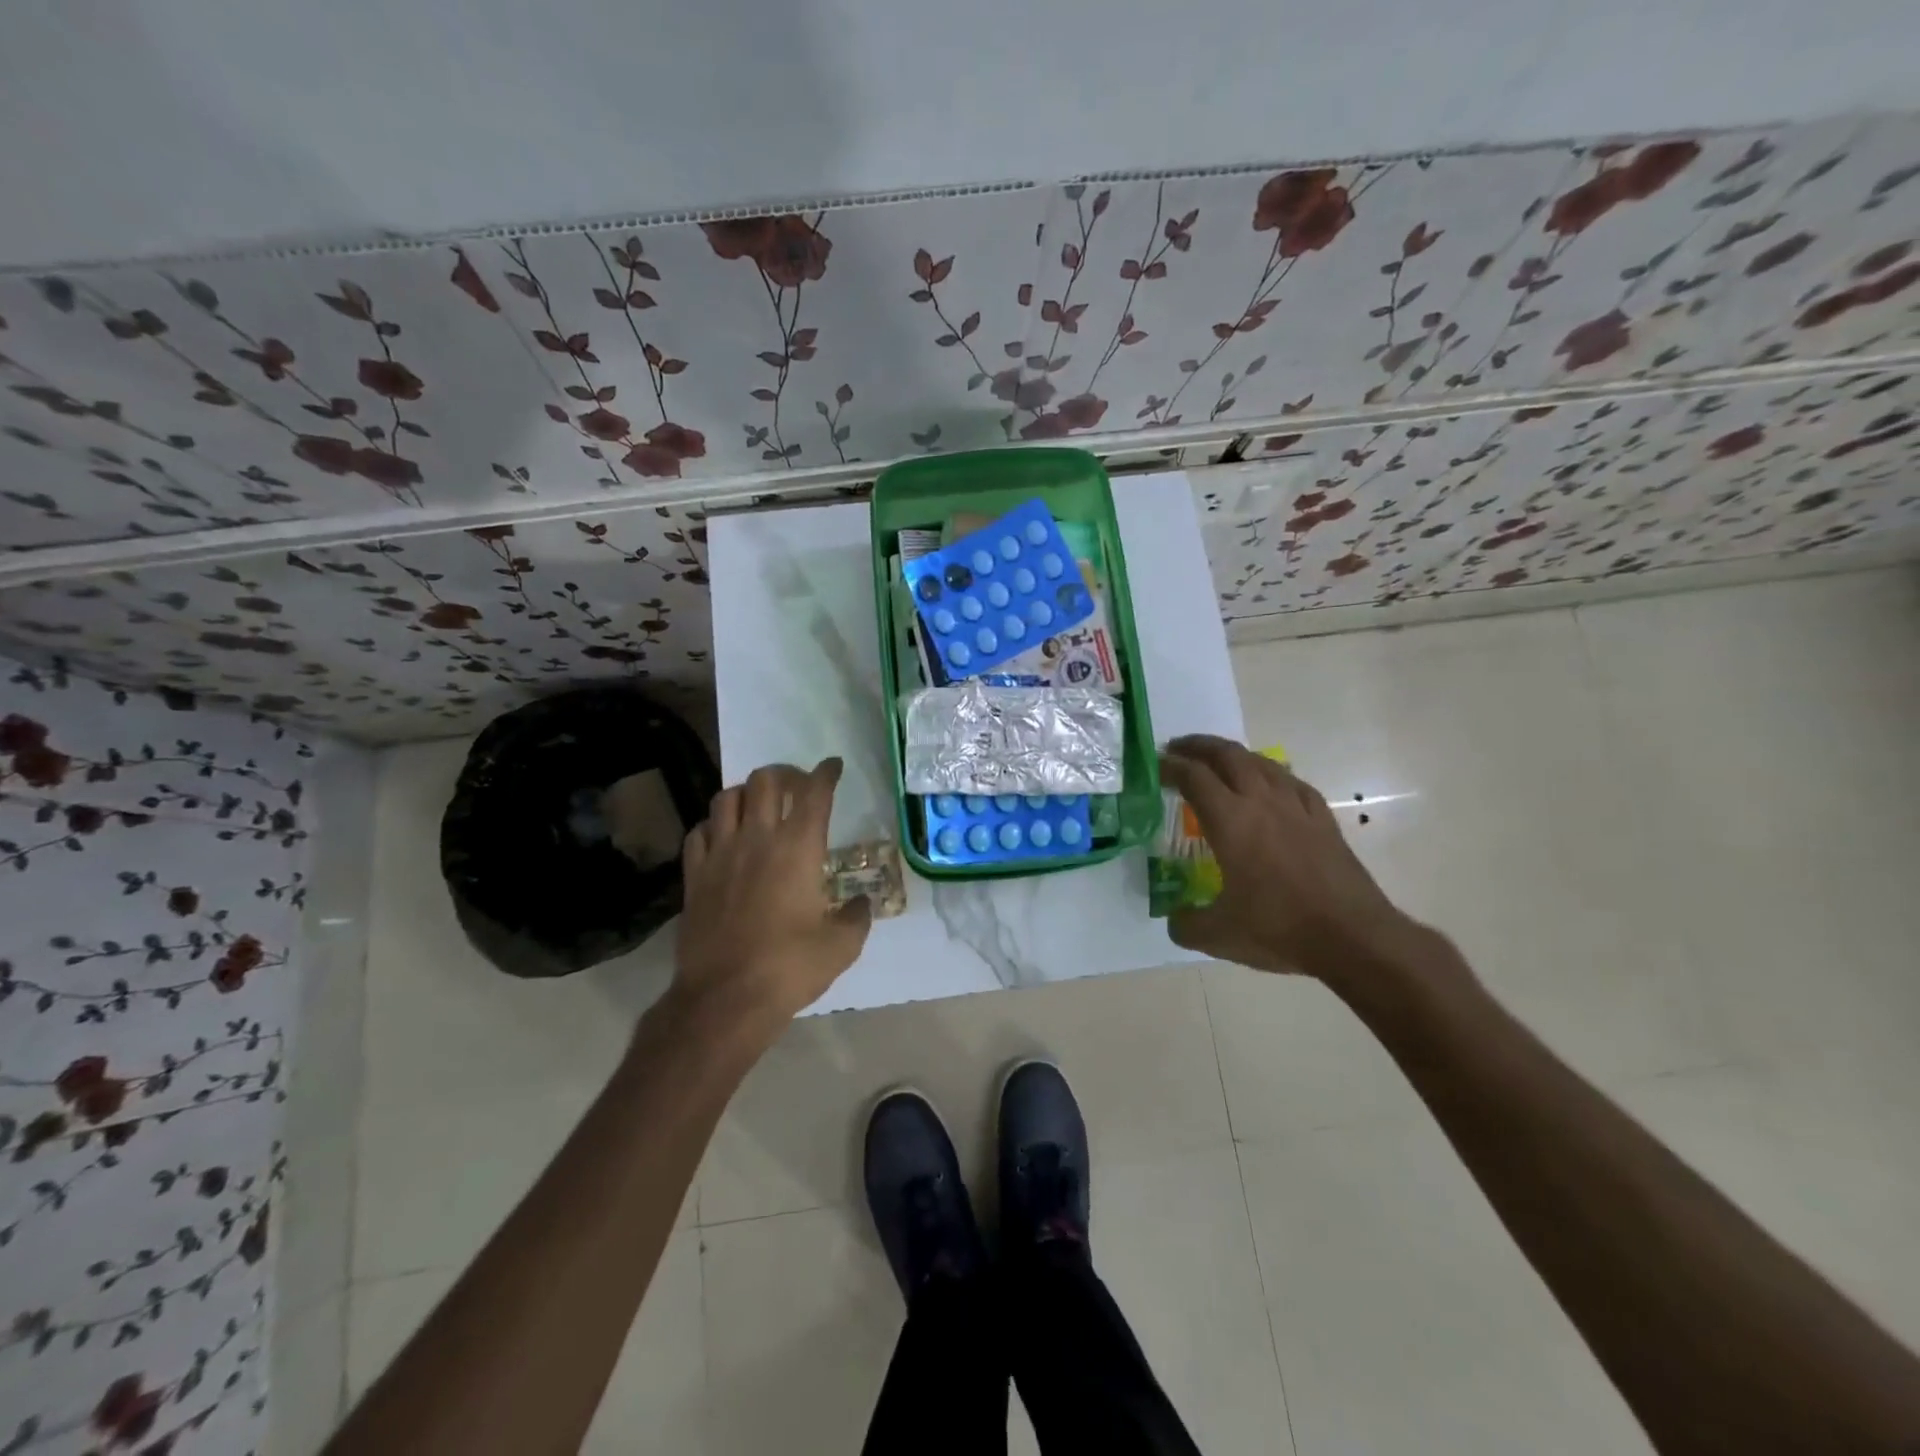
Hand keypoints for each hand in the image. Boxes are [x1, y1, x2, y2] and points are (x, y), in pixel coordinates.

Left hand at [671, 758, 871, 1035]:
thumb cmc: (790, 967)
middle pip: (766, 780)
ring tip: (757, 807)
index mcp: (799, 847)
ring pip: (726, 797)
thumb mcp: (842, 946)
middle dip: (785, 774)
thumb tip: (861, 904)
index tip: (833, 767)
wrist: (725, 998)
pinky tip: (723, 838)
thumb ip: (857, 916)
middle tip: (796, 787)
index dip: (826, 773)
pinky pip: (699, 831)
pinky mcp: (694, 875)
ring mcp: (720, 854)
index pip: (814, 792)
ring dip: (746, 794)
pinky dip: (714, 825)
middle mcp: (758, 838)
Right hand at [1159, 735, 1416, 983]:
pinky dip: (1271, 774)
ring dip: (1234, 754)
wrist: (1354, 937)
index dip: (1169, 766)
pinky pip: (1292, 782)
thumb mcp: (1218, 936)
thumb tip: (1174, 920)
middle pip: (1227, 755)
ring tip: (1218, 761)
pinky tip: (1270, 784)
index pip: (1193, 777)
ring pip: (1261, 762)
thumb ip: (1186, 925)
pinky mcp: (1323, 820)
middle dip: (1198, 746)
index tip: (1154, 765)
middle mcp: (1261, 802)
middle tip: (1178, 749)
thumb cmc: (1279, 929)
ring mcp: (1296, 807)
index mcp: (1230, 821)